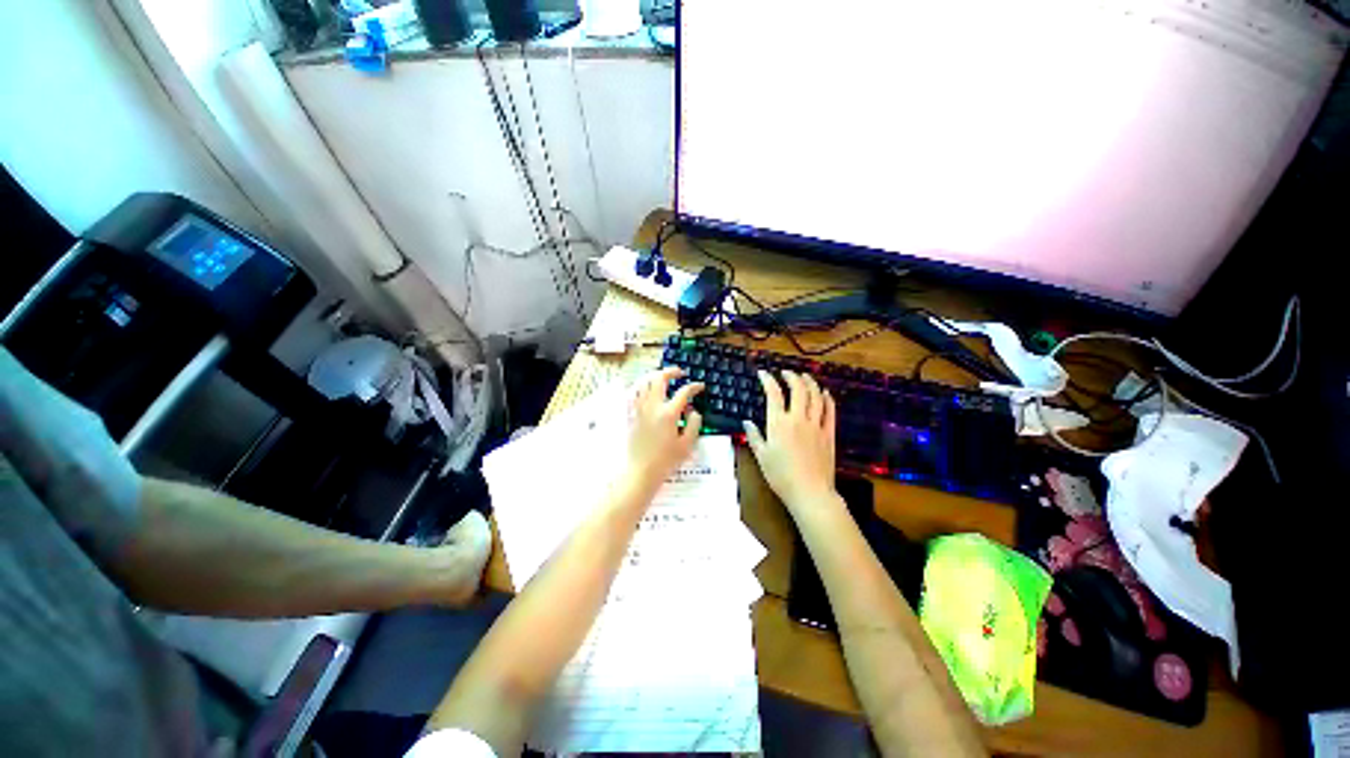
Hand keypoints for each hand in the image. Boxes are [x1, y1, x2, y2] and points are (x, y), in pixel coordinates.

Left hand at [624, 367, 703, 490]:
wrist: (641, 471)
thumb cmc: (665, 461)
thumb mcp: (686, 445)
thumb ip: (694, 425)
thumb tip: (694, 411)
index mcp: (668, 413)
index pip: (683, 392)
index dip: (694, 387)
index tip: (700, 387)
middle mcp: (653, 406)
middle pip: (659, 378)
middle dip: (671, 371)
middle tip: (680, 373)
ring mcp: (639, 409)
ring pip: (644, 382)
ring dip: (655, 376)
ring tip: (663, 378)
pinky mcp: (631, 414)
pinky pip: (634, 393)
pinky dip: (642, 386)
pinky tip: (647, 389)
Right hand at [744, 370, 837, 510]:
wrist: (810, 492)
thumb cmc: (781, 476)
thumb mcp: (761, 456)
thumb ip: (754, 436)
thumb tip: (746, 422)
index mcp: (778, 423)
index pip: (774, 394)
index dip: (768, 380)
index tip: (763, 373)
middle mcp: (798, 419)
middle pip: (798, 389)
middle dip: (792, 376)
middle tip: (786, 372)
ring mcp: (815, 425)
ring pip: (815, 396)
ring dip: (810, 383)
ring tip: (805, 376)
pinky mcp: (828, 433)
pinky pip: (830, 411)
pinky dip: (827, 399)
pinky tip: (825, 393)